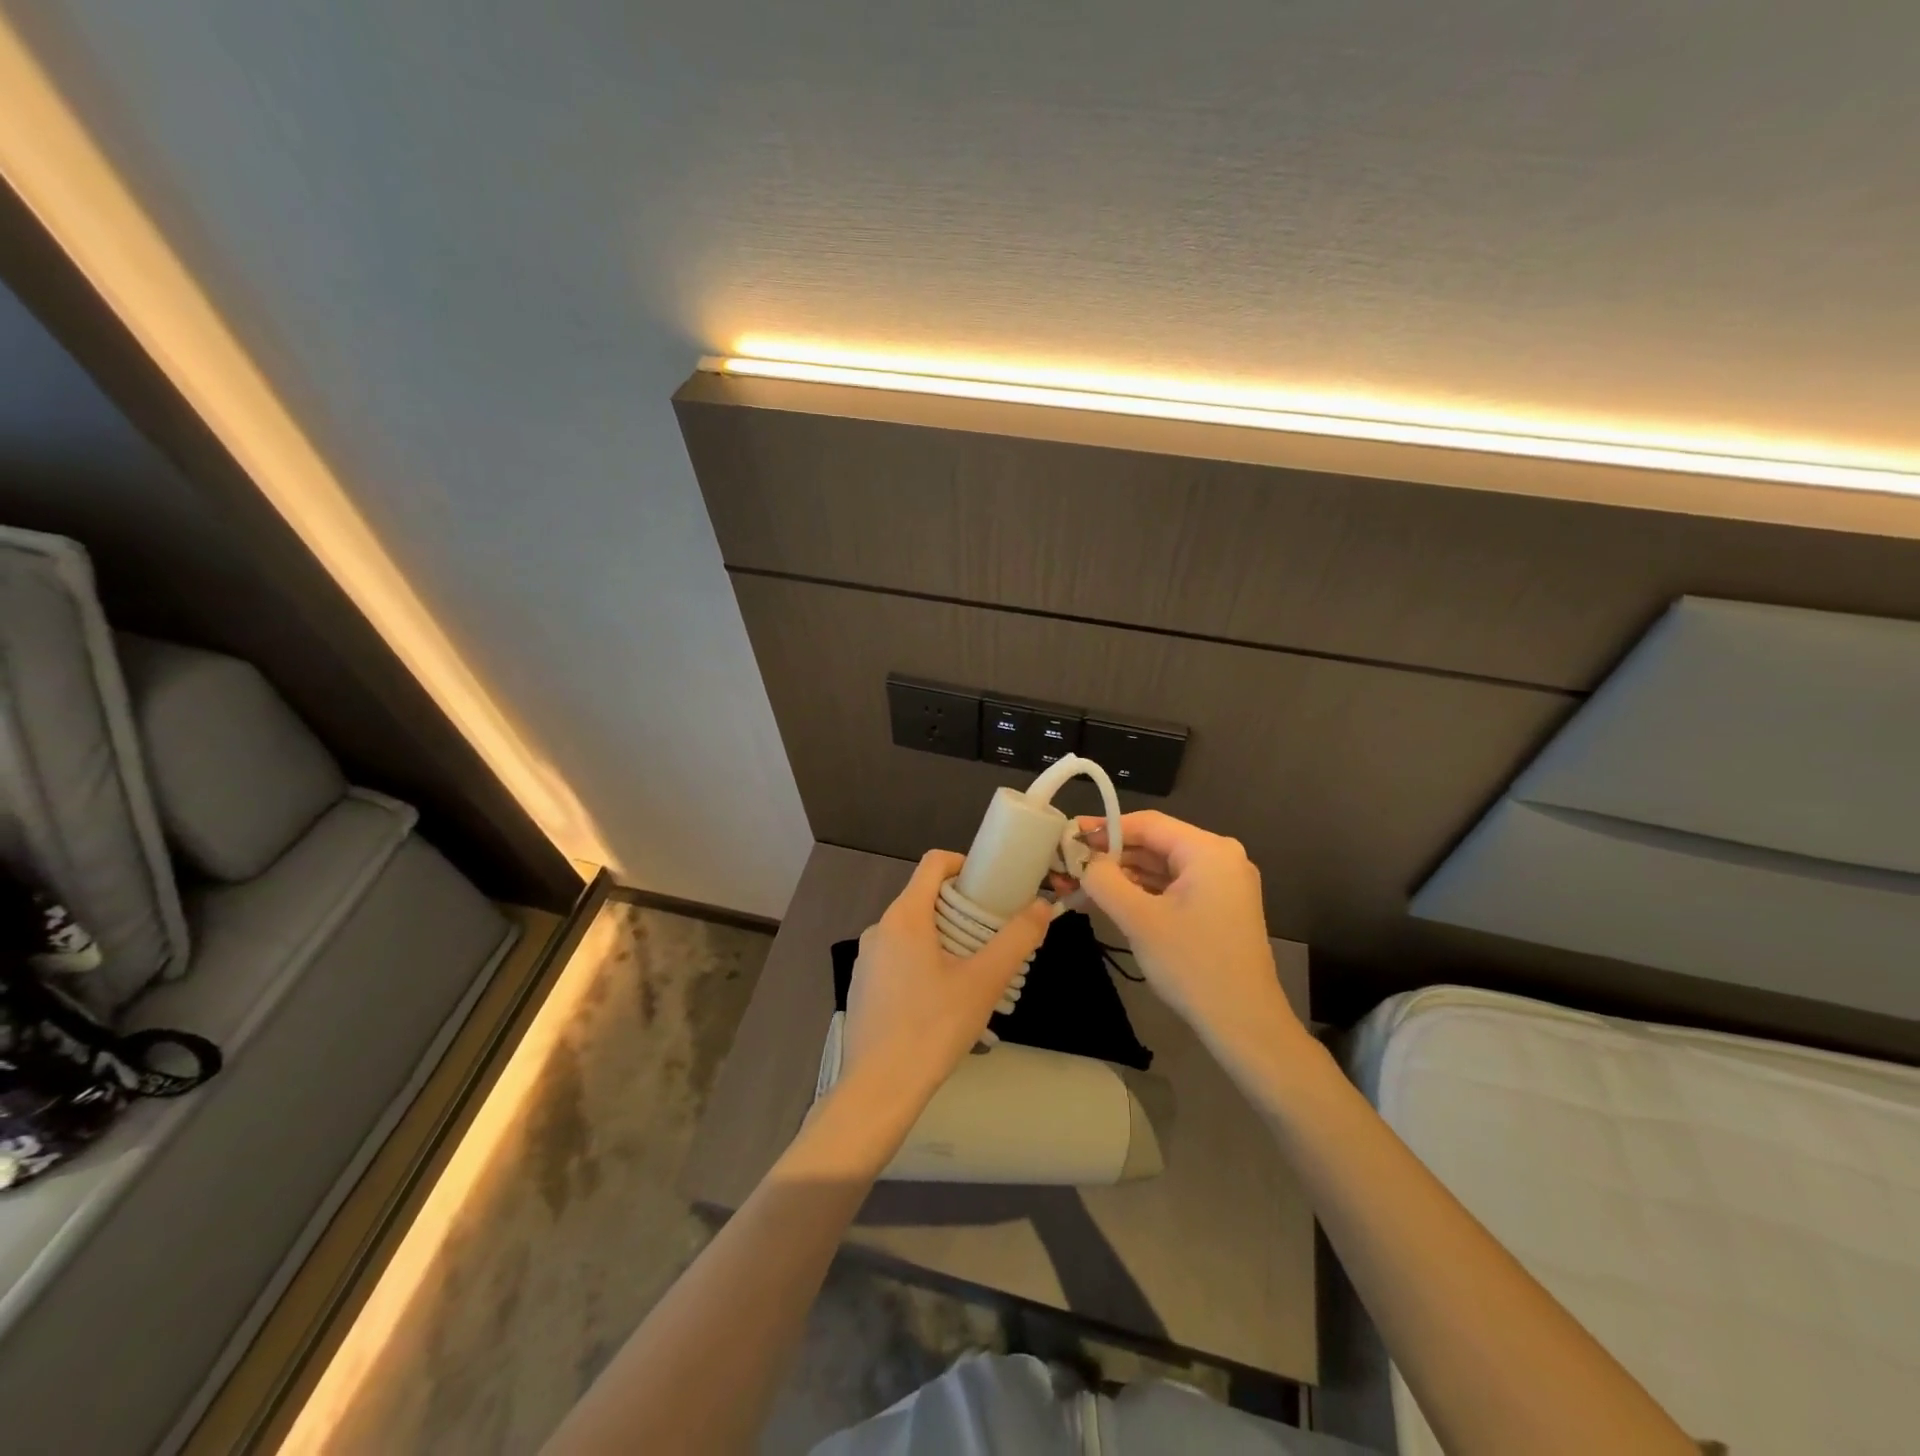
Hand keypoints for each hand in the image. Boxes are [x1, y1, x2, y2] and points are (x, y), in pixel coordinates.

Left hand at [839, 850, 1050, 1123]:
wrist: (879, 1089)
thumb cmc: (933, 1027)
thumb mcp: (984, 981)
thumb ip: (1016, 939)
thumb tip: (1043, 906)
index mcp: (904, 916)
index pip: (934, 863)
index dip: (965, 865)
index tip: (992, 887)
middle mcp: (879, 928)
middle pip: (924, 897)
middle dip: (960, 908)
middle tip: (991, 936)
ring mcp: (866, 958)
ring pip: (911, 930)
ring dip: (943, 937)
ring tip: (972, 972)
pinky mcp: (862, 985)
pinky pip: (897, 957)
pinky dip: (922, 961)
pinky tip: (940, 1000)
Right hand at [1069, 811, 1306, 1076]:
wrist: (1244, 1024)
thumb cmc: (1193, 965)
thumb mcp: (1139, 919)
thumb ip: (1104, 880)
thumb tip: (1084, 861)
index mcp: (1209, 850)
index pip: (1147, 823)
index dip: (1105, 828)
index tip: (1069, 837)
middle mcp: (1221, 858)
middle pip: (1155, 843)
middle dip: (1111, 855)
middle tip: (1069, 863)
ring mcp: (1223, 884)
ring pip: (1162, 867)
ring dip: (1123, 875)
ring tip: (1081, 883)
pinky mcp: (1219, 907)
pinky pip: (1173, 887)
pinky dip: (1142, 891)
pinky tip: (1110, 899)